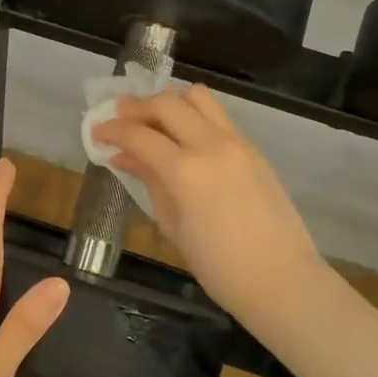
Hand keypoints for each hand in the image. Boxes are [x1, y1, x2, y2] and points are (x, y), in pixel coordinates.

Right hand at [91, 86, 323, 318]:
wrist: (281, 279)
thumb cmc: (218, 266)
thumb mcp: (172, 224)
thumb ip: (149, 182)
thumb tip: (123, 156)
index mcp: (184, 170)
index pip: (138, 134)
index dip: (111, 129)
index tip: (96, 132)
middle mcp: (210, 144)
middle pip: (166, 103)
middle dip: (137, 107)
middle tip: (119, 117)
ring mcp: (236, 142)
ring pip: (197, 98)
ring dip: (170, 103)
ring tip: (155, 121)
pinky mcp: (252, 148)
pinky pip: (217, 117)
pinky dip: (194, 117)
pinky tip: (184, 139)